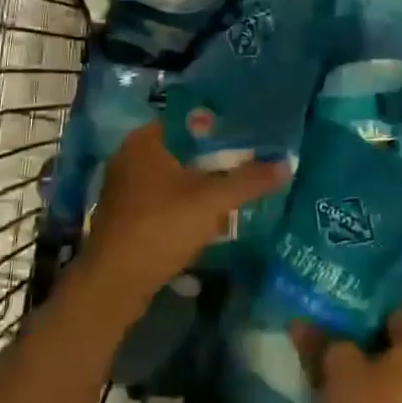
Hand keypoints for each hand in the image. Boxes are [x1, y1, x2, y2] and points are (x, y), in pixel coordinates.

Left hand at [80, 123, 286, 310]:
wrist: (115, 283)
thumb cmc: (161, 227)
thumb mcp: (212, 201)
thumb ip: (249, 180)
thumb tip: (286, 164)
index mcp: (145, 140)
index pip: (189, 119)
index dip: (221, 125)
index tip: (250, 133)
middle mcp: (130, 156)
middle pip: (182, 148)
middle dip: (214, 156)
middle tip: (250, 160)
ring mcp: (124, 187)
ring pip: (172, 175)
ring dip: (200, 182)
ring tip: (235, 186)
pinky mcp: (125, 215)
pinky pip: (162, 198)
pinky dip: (185, 202)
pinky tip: (208, 215)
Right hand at [295, 311, 401, 402]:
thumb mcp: (340, 369)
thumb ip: (323, 343)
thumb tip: (299, 322)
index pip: (391, 315)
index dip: (360, 317)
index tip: (332, 322)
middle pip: (392, 350)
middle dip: (361, 351)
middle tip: (326, 350)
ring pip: (390, 383)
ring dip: (364, 384)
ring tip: (326, 382)